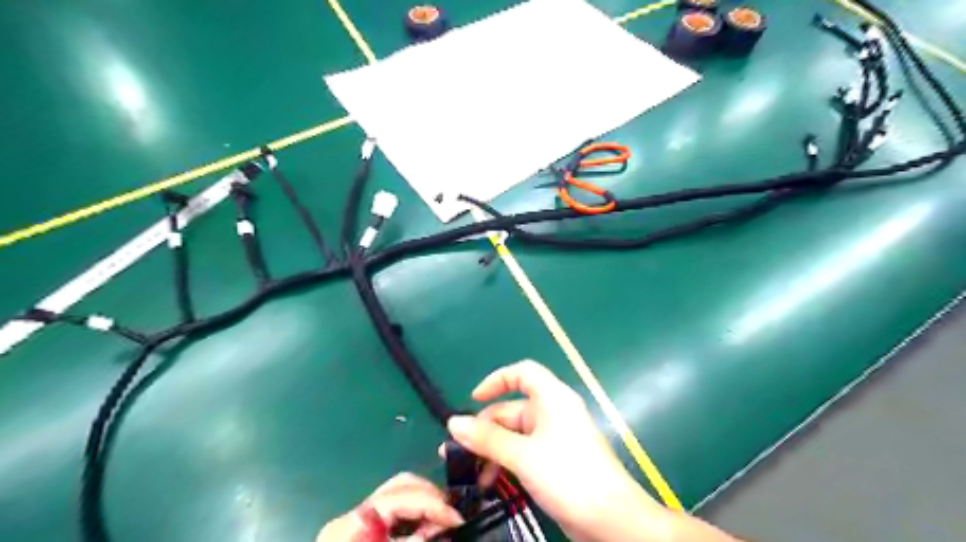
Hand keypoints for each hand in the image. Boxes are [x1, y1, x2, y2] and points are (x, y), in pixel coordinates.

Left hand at [318, 472, 463, 538]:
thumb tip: (438, 528)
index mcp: (350, 525)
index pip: (400, 496)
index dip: (433, 503)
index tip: (459, 520)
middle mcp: (350, 516)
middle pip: (399, 486)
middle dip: (430, 496)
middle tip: (453, 518)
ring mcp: (352, 523)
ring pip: (396, 494)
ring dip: (424, 502)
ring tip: (443, 522)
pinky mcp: (357, 533)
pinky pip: (391, 512)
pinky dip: (412, 515)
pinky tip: (425, 528)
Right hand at [447, 360, 669, 541]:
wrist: (611, 520)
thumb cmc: (568, 475)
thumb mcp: (522, 455)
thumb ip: (487, 439)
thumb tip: (453, 423)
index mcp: (552, 398)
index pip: (523, 373)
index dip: (497, 380)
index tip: (474, 400)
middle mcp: (554, 412)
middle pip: (513, 409)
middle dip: (485, 428)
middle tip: (458, 451)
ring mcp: (556, 438)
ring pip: (516, 434)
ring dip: (493, 451)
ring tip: (472, 475)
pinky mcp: (556, 461)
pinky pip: (524, 452)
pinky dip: (507, 462)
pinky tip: (491, 482)